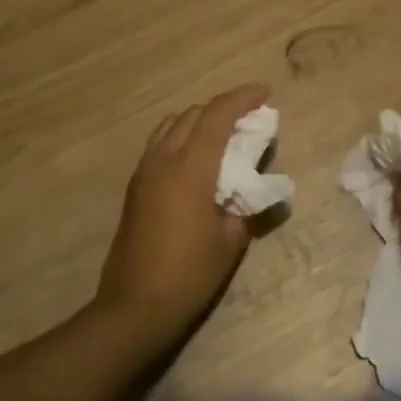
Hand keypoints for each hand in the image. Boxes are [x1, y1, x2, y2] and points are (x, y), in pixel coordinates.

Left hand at [96, 85, 268, 349]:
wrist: (135, 306)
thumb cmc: (190, 273)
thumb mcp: (232, 240)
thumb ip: (248, 204)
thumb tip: (260, 187)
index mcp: (190, 168)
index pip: (217, 116)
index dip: (242, 98)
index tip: (265, 94)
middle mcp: (163, 160)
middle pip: (194, 114)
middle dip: (224, 107)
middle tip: (250, 119)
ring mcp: (144, 172)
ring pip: (172, 125)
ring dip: (200, 120)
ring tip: (224, 134)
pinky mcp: (135, 187)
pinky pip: (160, 144)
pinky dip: (182, 136)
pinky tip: (197, 157)